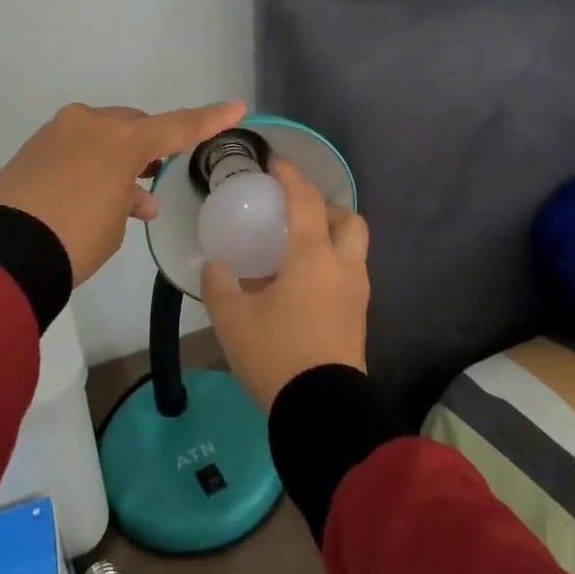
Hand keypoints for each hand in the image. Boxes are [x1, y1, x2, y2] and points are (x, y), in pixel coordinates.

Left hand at [0, 101, 246, 285]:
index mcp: (122, 139)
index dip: (209, 119)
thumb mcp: (114, 224)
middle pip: (134, 125)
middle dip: (148, 145)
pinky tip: (92, 190)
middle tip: (156, 173)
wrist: (0, 252)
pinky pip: (76, 146)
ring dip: (117, 157)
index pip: (178, 126)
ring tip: (127, 194)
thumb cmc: (74, 239)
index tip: (236, 107)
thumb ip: (128, 200)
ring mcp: (58, 132)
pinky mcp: (33, 146)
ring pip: (102, 134)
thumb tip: (129, 196)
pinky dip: (90, 162)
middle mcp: (91, 124)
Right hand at [202, 158, 370, 412]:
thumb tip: (215, 265)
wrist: (321, 410)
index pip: (306, 200)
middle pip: (348, 219)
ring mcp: (356, 293)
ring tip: (295, 249)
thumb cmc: (275, 354)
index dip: (290, 175)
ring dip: (330, 236)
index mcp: (313, 256)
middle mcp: (343, 266)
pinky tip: (301, 284)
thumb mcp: (232, 318)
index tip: (275, 162)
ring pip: (353, 248)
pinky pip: (348, 274)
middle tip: (295, 214)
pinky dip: (330, 264)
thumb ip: (219, 284)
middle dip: (325, 207)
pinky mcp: (358, 318)